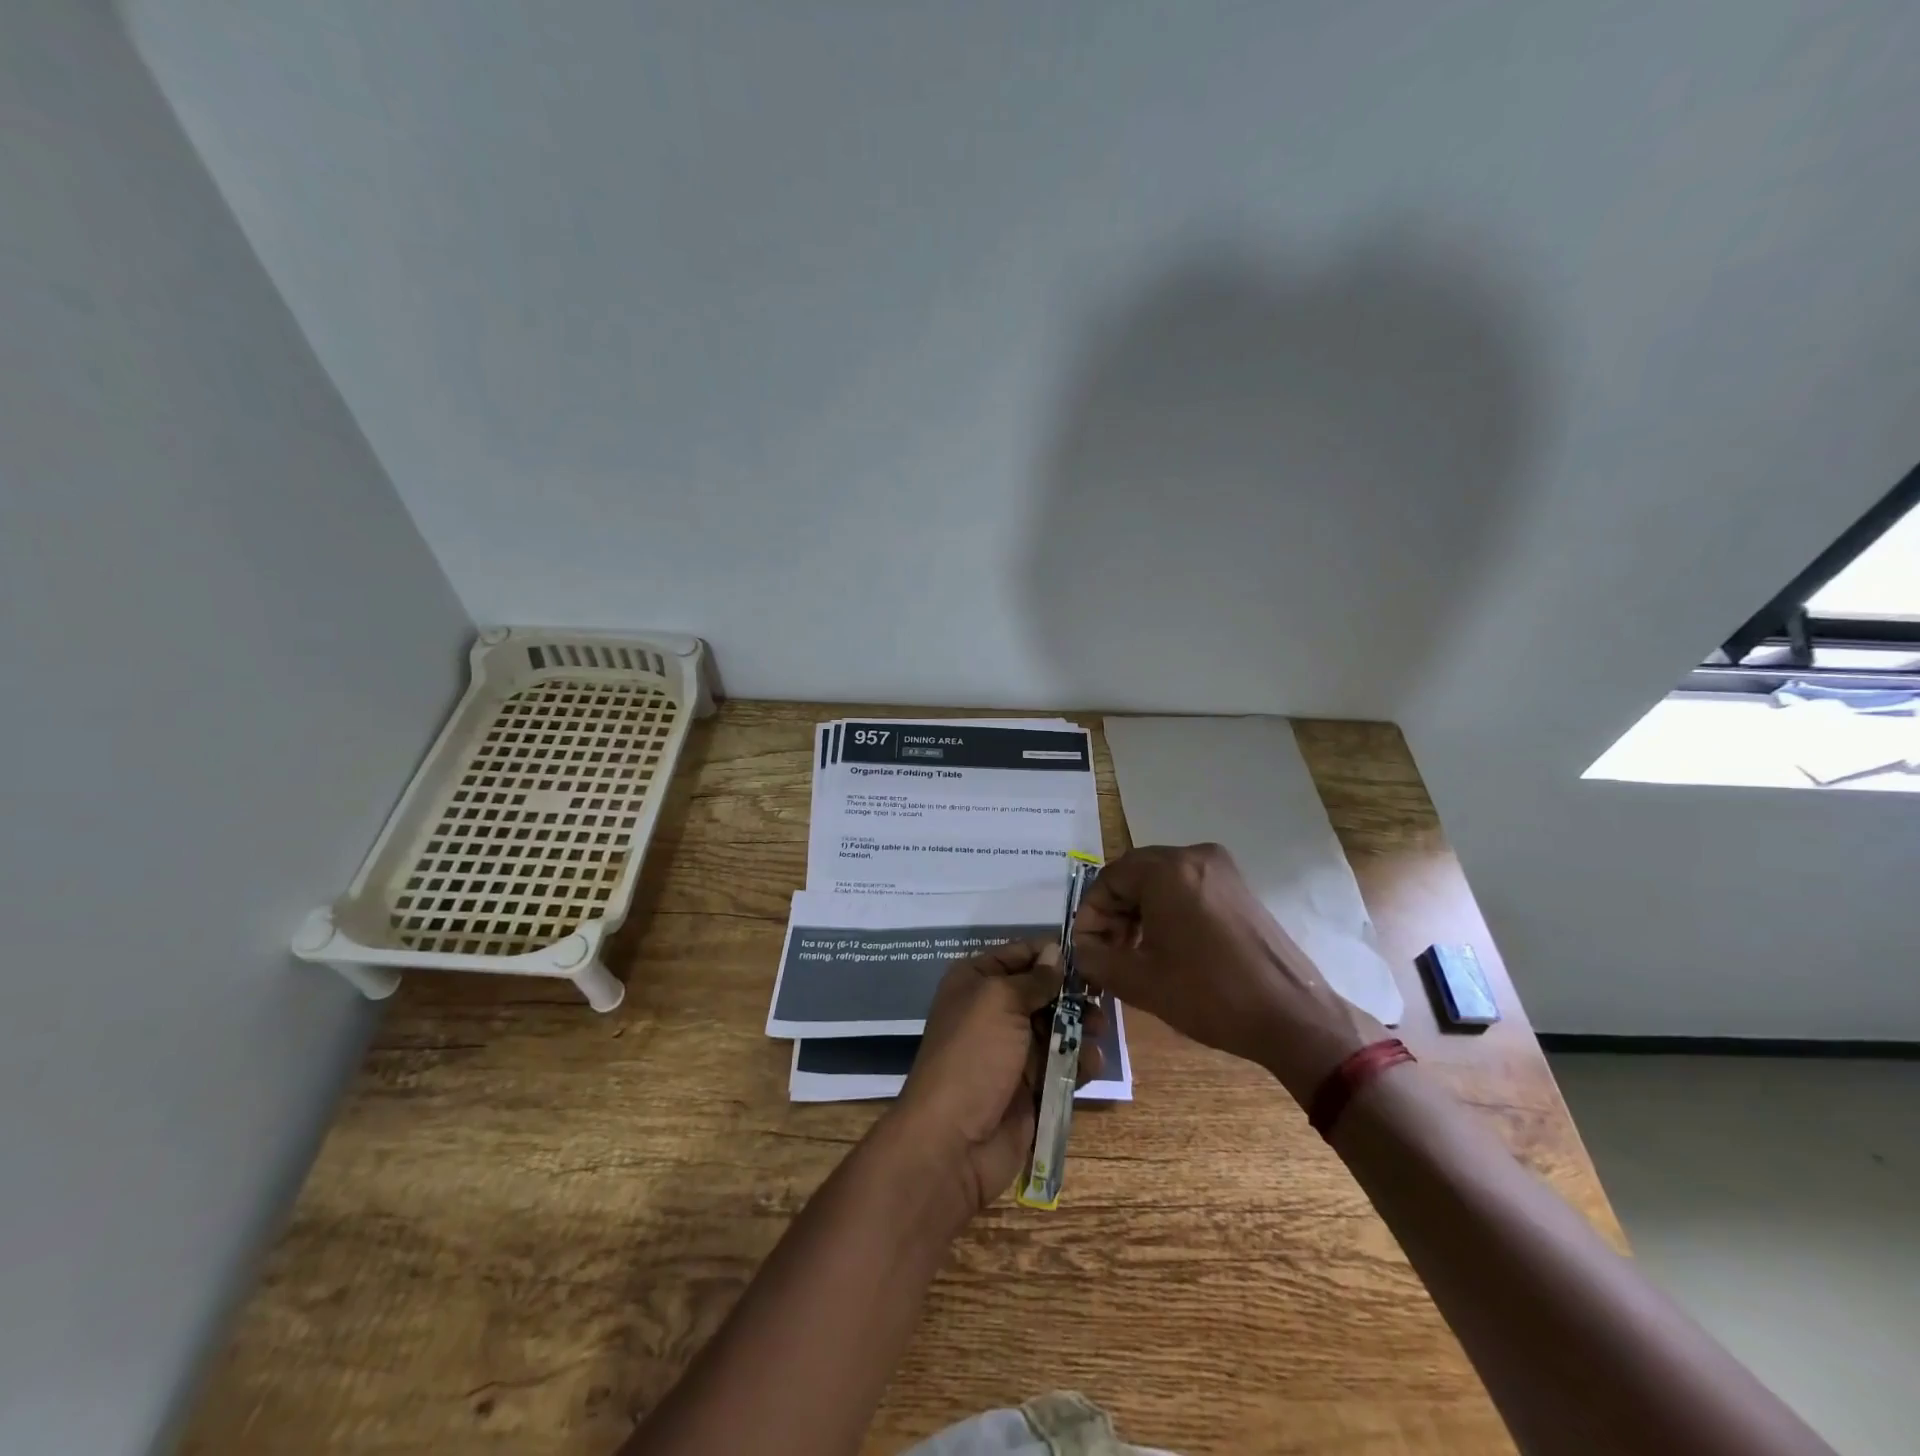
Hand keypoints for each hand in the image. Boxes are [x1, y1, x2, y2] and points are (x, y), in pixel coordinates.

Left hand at [889, 941, 1104, 1215]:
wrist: (954, 1140)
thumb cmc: (974, 1055)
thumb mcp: (1000, 1001)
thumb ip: (1033, 978)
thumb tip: (1056, 951)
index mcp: (976, 981)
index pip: (1020, 955)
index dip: (1052, 954)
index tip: (1089, 956)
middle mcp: (993, 1010)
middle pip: (1043, 991)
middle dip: (1072, 993)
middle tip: (1101, 996)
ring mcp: (1013, 1051)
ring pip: (1058, 1028)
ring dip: (1081, 1027)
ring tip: (1099, 1030)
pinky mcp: (1032, 1086)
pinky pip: (1063, 1065)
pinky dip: (1080, 1062)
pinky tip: (1093, 1064)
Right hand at [1072, 844, 1380, 1104]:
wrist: (1292, 1016)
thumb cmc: (1210, 995)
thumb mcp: (1140, 982)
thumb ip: (1096, 960)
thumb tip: (1080, 951)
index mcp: (1168, 870)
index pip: (1108, 880)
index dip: (1091, 916)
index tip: (1086, 951)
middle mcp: (1194, 856)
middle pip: (1134, 876)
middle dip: (1114, 914)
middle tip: (1108, 953)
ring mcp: (1221, 869)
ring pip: (1160, 882)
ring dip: (1139, 913)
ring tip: (1134, 954)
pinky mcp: (1238, 887)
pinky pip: (1187, 888)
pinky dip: (1167, 911)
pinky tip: (1167, 948)